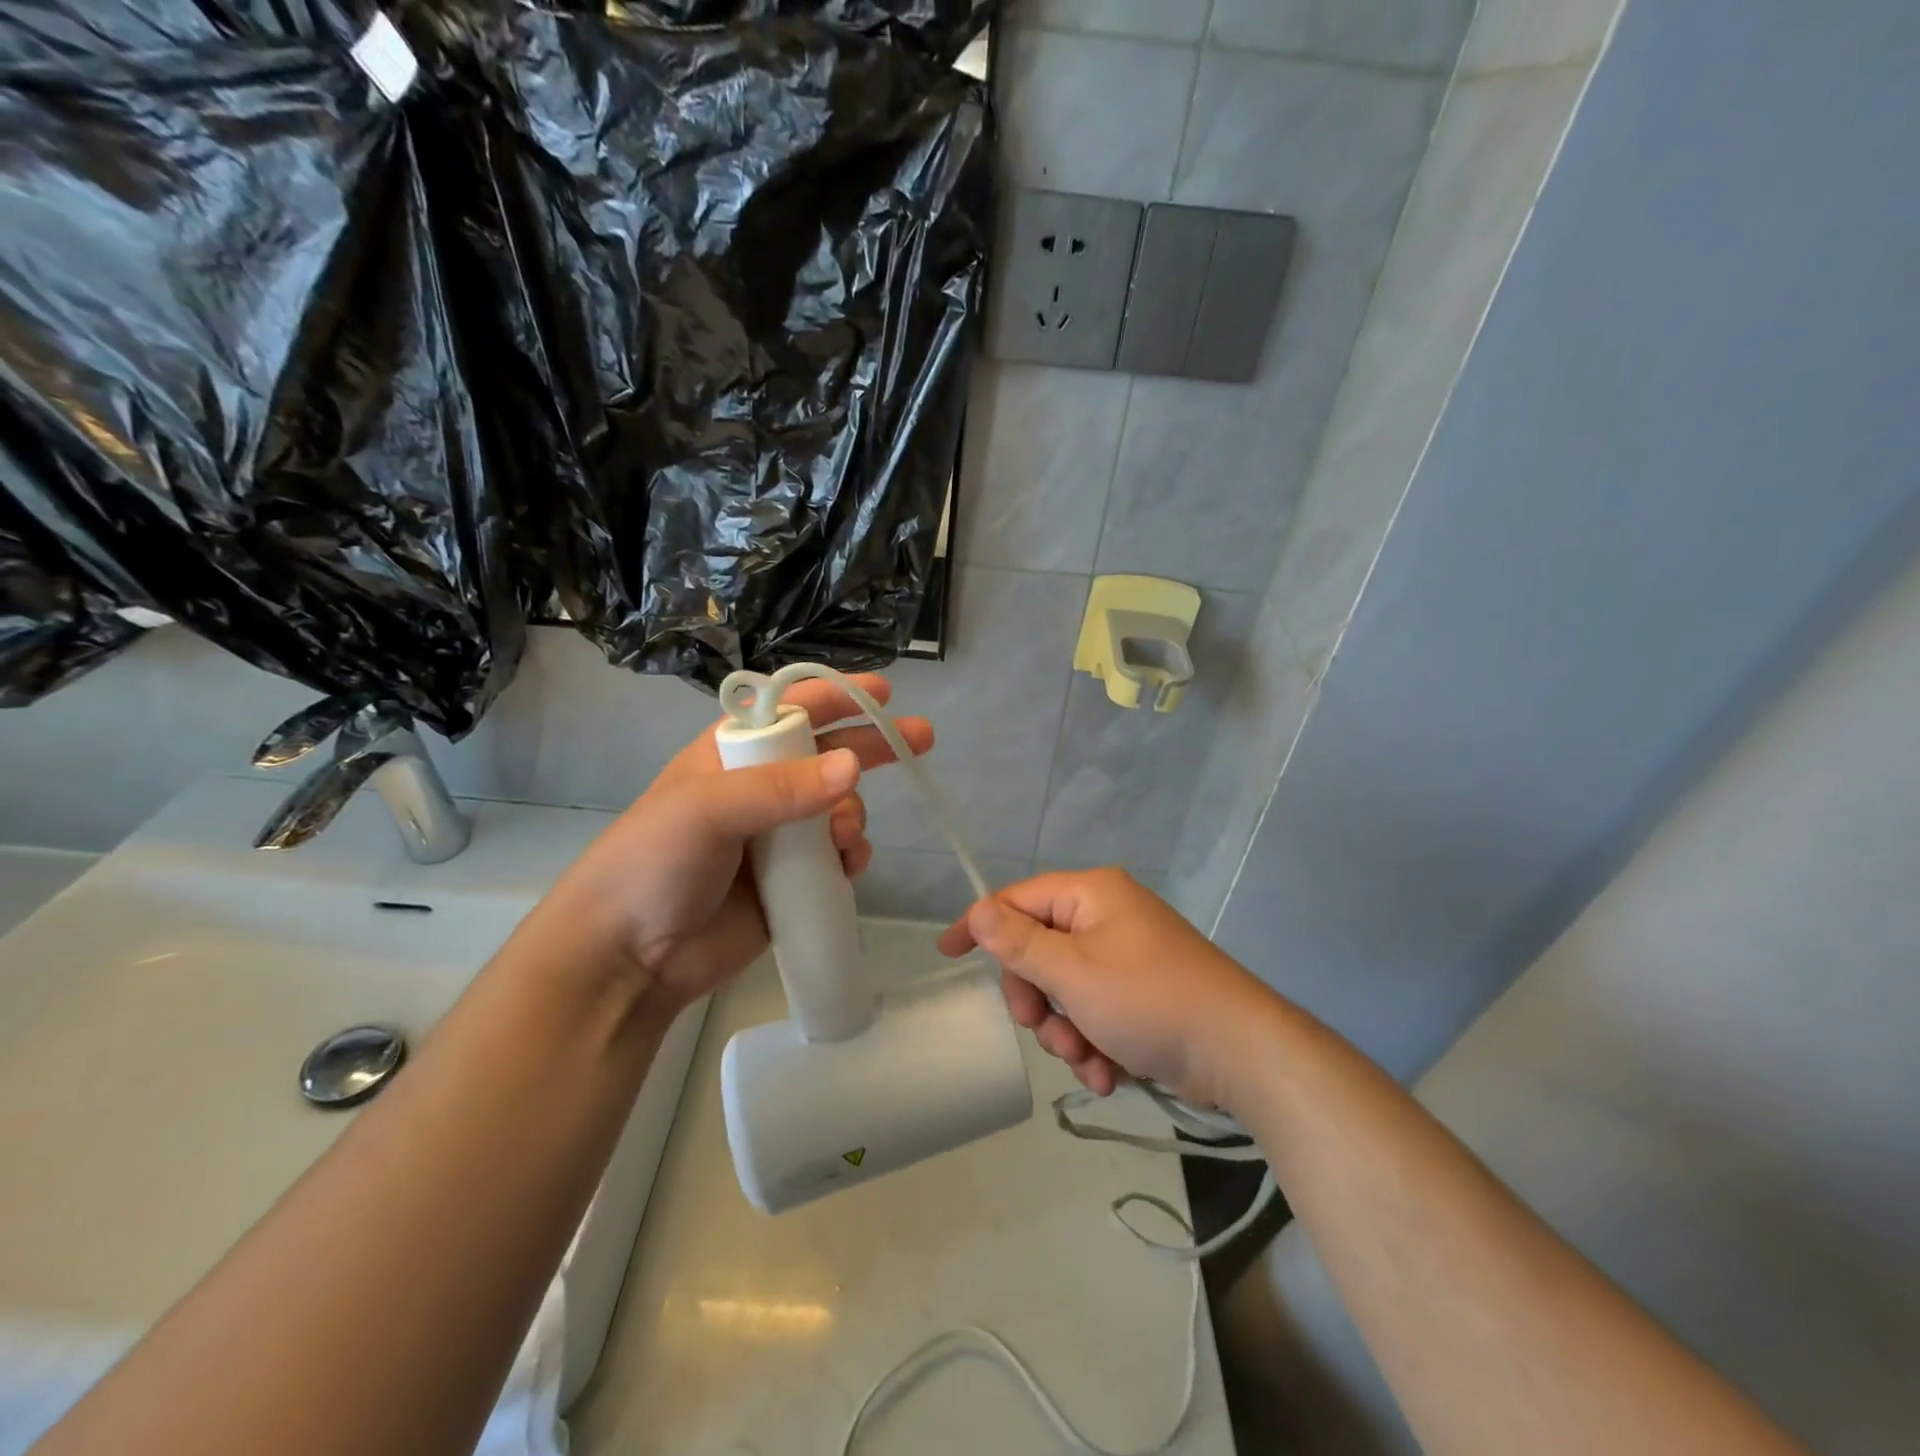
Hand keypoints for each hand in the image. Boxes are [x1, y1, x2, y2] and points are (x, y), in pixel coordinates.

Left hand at [520, 673, 931, 1016]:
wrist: (627, 960)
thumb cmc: (652, 865)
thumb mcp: (705, 811)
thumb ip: (779, 788)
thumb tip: (852, 766)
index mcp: (729, 756)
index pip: (789, 711)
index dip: (835, 696)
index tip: (882, 693)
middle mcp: (759, 789)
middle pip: (827, 754)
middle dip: (872, 745)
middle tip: (921, 739)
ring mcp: (778, 836)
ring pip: (839, 806)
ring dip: (854, 812)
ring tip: (844, 838)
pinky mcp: (793, 880)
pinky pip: (839, 855)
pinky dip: (852, 854)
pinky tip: (849, 864)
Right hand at [939, 867, 1277, 1110]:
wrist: (1240, 1052)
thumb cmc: (1149, 1000)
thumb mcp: (1072, 973)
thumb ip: (1018, 943)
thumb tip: (978, 910)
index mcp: (1091, 895)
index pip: (1017, 899)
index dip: (980, 925)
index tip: (948, 955)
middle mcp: (1108, 917)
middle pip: (1039, 949)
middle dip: (1037, 999)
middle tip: (1042, 1028)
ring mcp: (1127, 956)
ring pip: (1065, 989)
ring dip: (1065, 1031)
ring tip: (1088, 1062)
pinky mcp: (1142, 993)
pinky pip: (1094, 1011)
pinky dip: (1093, 1043)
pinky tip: (1107, 1073)